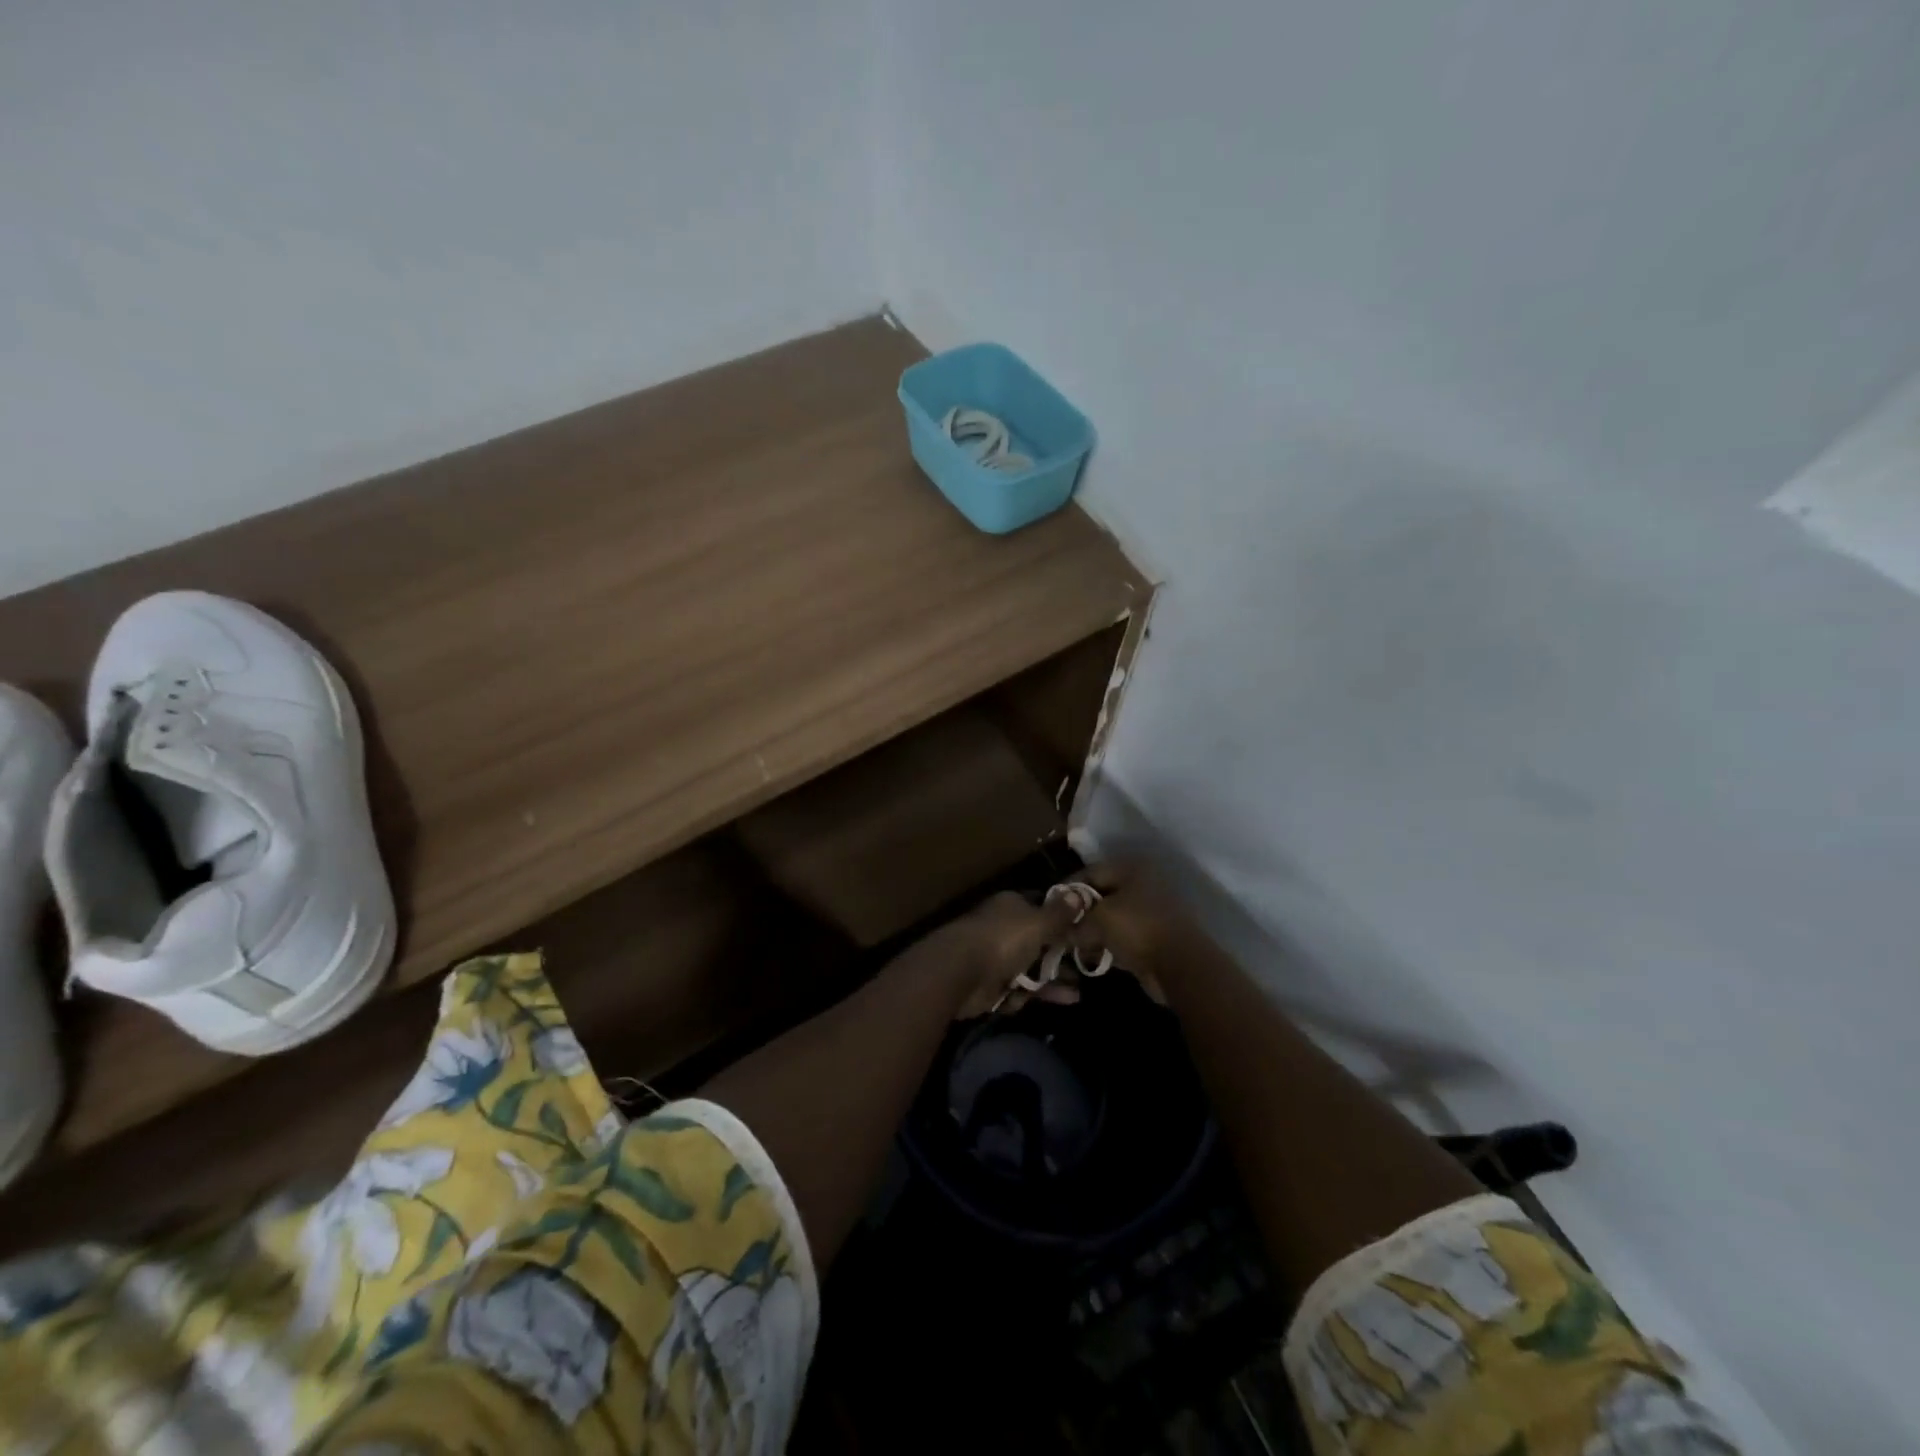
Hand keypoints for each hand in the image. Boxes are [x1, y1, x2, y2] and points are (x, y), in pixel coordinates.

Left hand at [924, 891, 1081, 1019]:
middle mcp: (1004, 929)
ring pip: (1031, 968)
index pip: (1042, 907)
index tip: (1087, 930)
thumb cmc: (1002, 939)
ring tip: (1080, 990)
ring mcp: (997, 958)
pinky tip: (1065, 1001)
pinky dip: (1040, 995)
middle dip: (1062, 954)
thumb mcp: (1038, 923)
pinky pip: (1022, 990)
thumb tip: (1078, 895)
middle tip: (1088, 965)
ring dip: (1055, 979)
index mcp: (1012, 906)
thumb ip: (1059, 914)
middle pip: (1039, 941)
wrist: (960, 973)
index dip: (1063, 918)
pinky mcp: (993, 986)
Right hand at [1068, 862, 1199, 1003]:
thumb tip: (1064, 933)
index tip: (1050, 907)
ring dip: (1094, 931)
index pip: (1090, 872)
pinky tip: (1094, 956)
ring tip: (1075, 945)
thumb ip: (1077, 923)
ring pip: (1112, 917)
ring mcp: (1151, 910)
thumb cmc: (1137, 930)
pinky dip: (1109, 944)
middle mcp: (1142, 884)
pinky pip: (1124, 935)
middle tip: (1062, 929)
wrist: (1181, 966)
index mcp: (1131, 869)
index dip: (1067, 889)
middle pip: (1101, 895)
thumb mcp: (1098, 921)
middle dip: (1080, 913)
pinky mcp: (1156, 935)